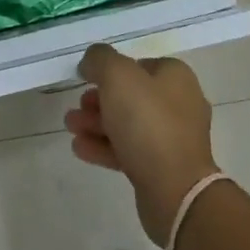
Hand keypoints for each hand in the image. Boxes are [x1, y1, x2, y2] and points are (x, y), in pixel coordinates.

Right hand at [66, 44, 220, 245]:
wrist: (175, 190)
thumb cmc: (147, 122)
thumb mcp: (117, 76)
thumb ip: (100, 59)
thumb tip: (91, 61)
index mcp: (175, 76)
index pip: (137, 64)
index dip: (109, 69)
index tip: (85, 78)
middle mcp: (179, 103)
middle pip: (131, 95)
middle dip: (98, 100)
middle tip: (76, 106)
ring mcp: (173, 138)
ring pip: (128, 124)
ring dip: (97, 123)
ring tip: (70, 126)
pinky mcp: (164, 168)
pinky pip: (130, 150)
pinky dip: (104, 146)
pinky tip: (80, 148)